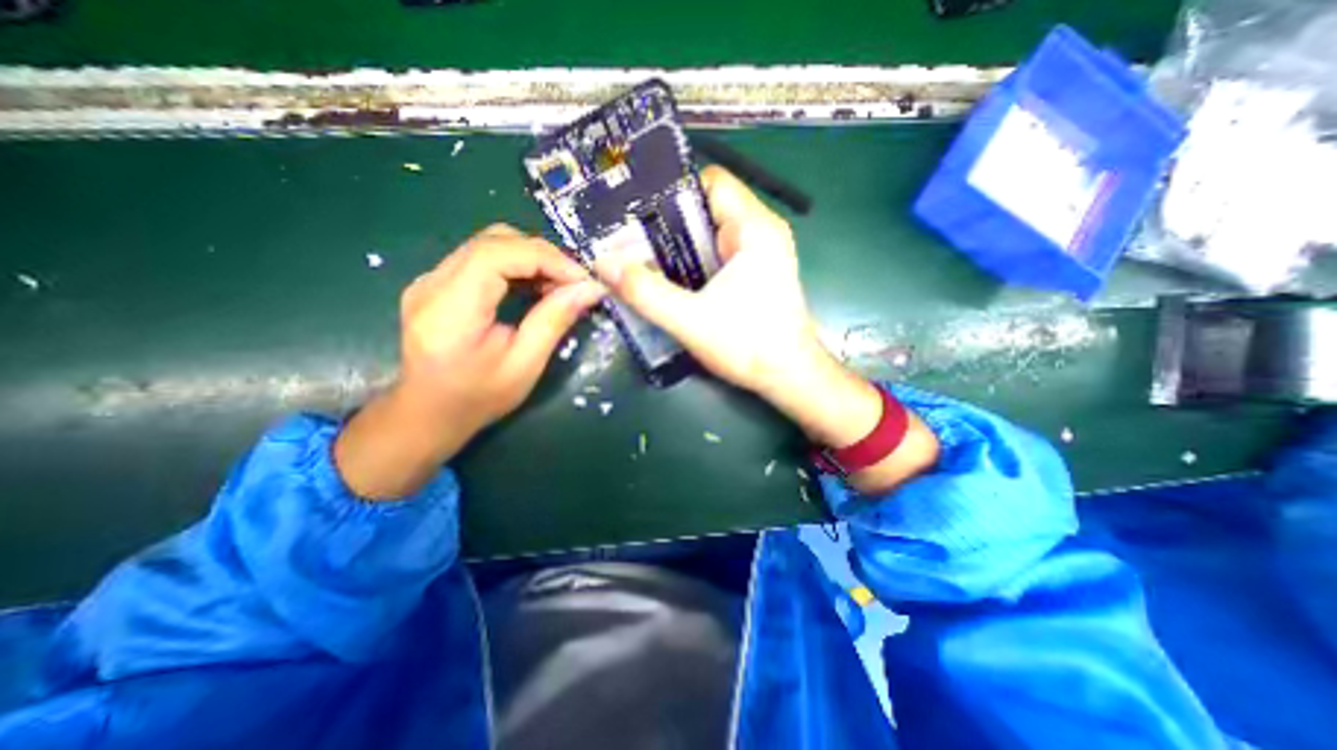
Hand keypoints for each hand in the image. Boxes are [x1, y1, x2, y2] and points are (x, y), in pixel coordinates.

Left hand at [338, 226, 603, 499]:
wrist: (428, 413)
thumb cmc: (478, 397)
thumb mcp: (525, 365)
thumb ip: (554, 321)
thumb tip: (591, 289)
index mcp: (450, 309)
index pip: (497, 254)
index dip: (546, 258)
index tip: (582, 279)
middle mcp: (432, 283)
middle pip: (494, 241)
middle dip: (543, 255)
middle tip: (574, 283)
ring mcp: (431, 279)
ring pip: (489, 244)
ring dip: (532, 258)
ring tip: (559, 286)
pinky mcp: (438, 282)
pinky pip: (483, 258)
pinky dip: (517, 266)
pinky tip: (535, 287)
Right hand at [595, 163, 936, 491]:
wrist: (790, 377)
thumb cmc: (750, 346)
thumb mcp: (691, 320)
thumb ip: (646, 292)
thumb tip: (603, 264)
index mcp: (754, 228)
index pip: (710, 182)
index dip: (672, 191)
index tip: (635, 212)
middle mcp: (761, 232)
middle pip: (706, 208)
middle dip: (667, 223)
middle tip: (628, 241)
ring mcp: (761, 254)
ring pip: (710, 233)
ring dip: (678, 246)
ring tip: (641, 260)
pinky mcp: (756, 274)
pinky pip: (717, 254)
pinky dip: (693, 262)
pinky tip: (671, 281)